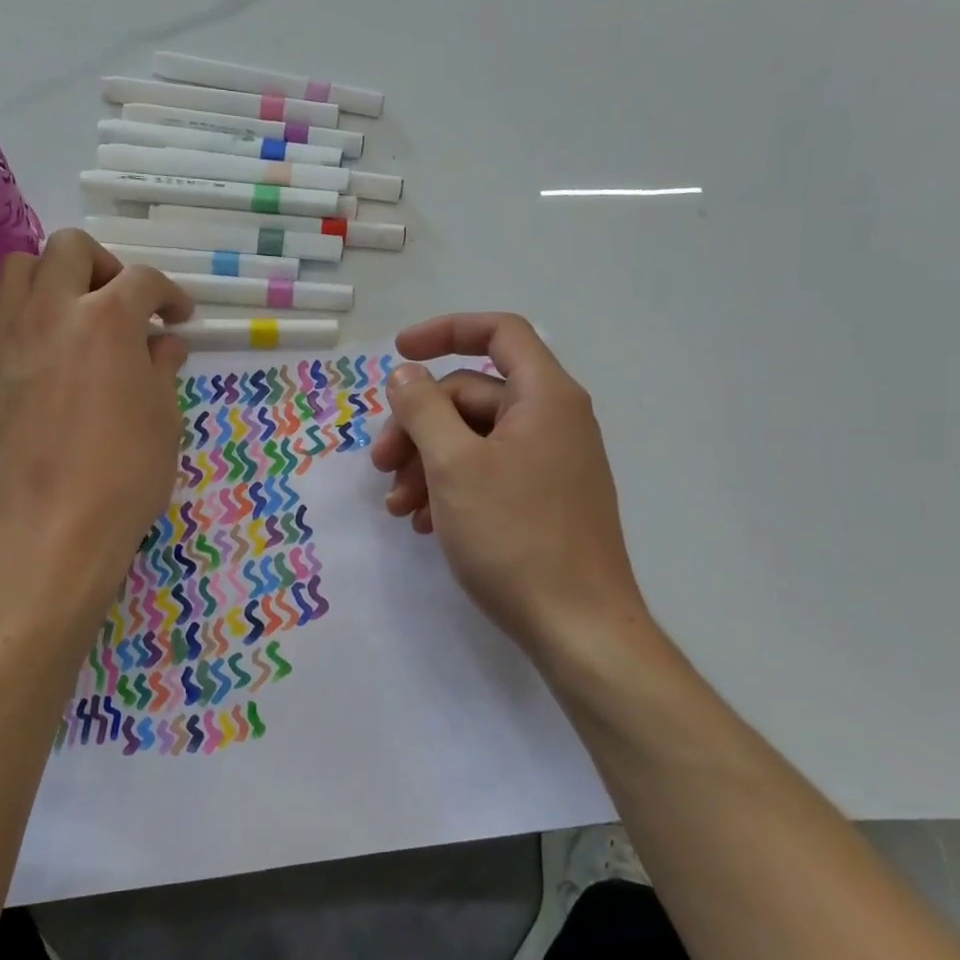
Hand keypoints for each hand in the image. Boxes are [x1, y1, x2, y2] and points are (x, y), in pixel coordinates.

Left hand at [0, 230, 192, 601]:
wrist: (53, 524)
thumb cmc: (125, 473)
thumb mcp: (164, 418)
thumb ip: (162, 368)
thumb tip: (164, 345)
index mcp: (108, 318)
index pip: (143, 281)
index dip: (170, 295)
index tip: (180, 319)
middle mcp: (55, 310)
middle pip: (71, 248)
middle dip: (106, 265)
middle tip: (126, 304)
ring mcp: (14, 334)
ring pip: (20, 265)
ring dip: (54, 276)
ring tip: (79, 313)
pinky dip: (21, 309)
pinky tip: (46, 342)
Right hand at [370, 313, 650, 662]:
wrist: (579, 628)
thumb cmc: (514, 536)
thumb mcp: (454, 466)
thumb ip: (423, 409)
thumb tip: (405, 373)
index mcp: (544, 397)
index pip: (498, 333)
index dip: (445, 331)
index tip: (398, 355)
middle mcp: (554, 420)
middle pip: (473, 394)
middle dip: (418, 424)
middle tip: (380, 464)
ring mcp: (551, 463)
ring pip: (474, 439)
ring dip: (427, 463)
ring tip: (396, 506)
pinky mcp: (543, 500)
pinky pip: (488, 473)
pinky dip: (450, 487)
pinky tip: (423, 522)